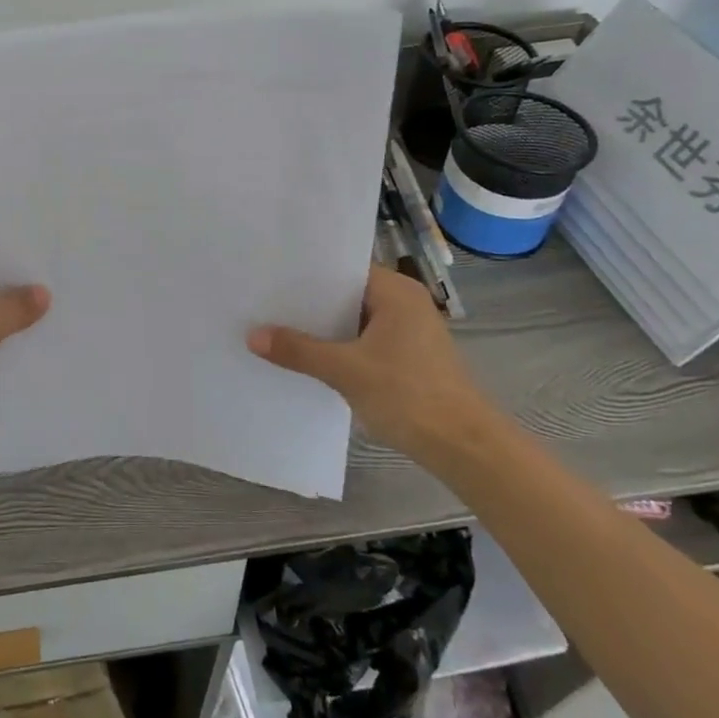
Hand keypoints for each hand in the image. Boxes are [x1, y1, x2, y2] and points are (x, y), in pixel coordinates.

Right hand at [247, 264, 497, 465]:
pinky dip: (339, 347)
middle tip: (263, 301)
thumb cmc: (409, 395)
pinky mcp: (409, 359)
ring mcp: (409, 333)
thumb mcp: (345, 371)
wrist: (466, 449)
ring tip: (276, 327)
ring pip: (353, 320)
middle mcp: (405, 304)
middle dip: (308, 302)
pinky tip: (308, 358)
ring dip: (322, 328)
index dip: (305, 272)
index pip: (341, 268)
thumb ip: (298, 350)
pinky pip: (363, 341)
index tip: (269, 275)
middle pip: (345, 294)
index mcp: (395, 292)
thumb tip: (252, 336)